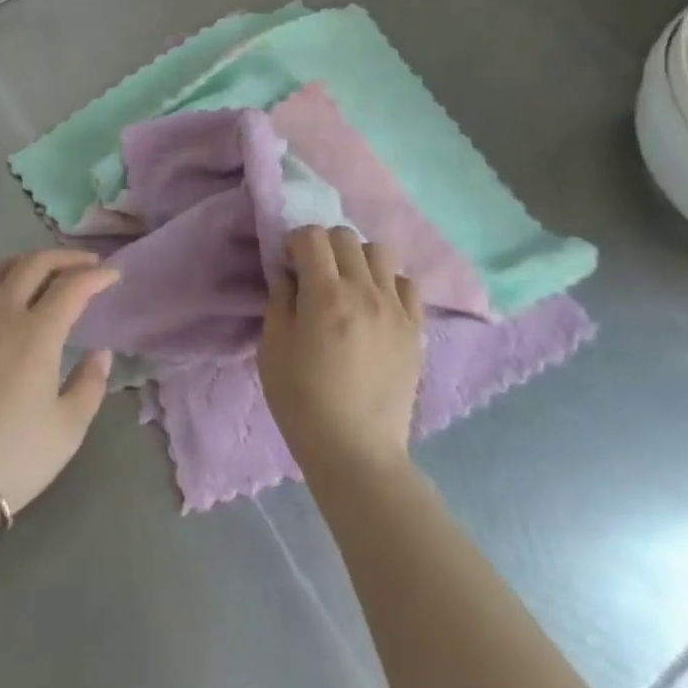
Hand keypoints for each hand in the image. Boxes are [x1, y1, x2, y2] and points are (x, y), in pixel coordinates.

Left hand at [0, 249, 115, 523]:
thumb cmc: (10, 458)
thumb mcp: (67, 430)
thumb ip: (90, 384)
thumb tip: (99, 352)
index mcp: (36, 334)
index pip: (72, 286)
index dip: (96, 276)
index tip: (112, 276)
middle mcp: (1, 312)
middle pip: (35, 263)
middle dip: (66, 258)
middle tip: (86, 264)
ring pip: (0, 267)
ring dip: (29, 261)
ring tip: (46, 270)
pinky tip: (2, 290)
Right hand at [259, 226, 421, 476]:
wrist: (355, 451)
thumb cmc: (302, 402)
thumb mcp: (272, 349)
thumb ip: (279, 300)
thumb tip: (288, 273)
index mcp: (326, 295)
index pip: (313, 236)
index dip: (295, 241)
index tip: (288, 263)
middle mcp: (365, 291)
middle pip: (346, 236)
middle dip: (323, 245)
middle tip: (313, 272)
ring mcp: (395, 309)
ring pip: (380, 252)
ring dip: (357, 258)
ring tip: (347, 285)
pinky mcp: (414, 329)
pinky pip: (406, 283)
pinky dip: (388, 283)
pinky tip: (374, 304)